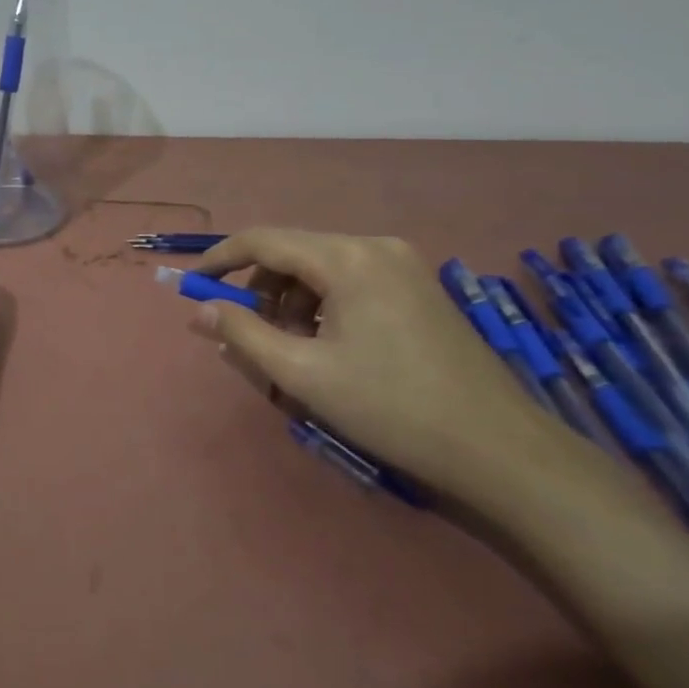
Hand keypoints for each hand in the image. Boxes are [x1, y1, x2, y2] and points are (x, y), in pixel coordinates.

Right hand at [186, 228, 578, 507]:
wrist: (496, 447)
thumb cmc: (389, 407)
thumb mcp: (302, 374)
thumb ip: (242, 334)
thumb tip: (200, 310)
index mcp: (347, 258)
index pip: (264, 240)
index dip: (220, 259)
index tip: (191, 286)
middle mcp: (375, 246)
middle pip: (293, 253)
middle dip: (260, 290)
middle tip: (246, 335)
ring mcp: (403, 265)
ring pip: (321, 269)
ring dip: (291, 302)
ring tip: (290, 351)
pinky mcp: (418, 287)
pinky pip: (350, 282)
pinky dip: (322, 307)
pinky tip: (326, 347)